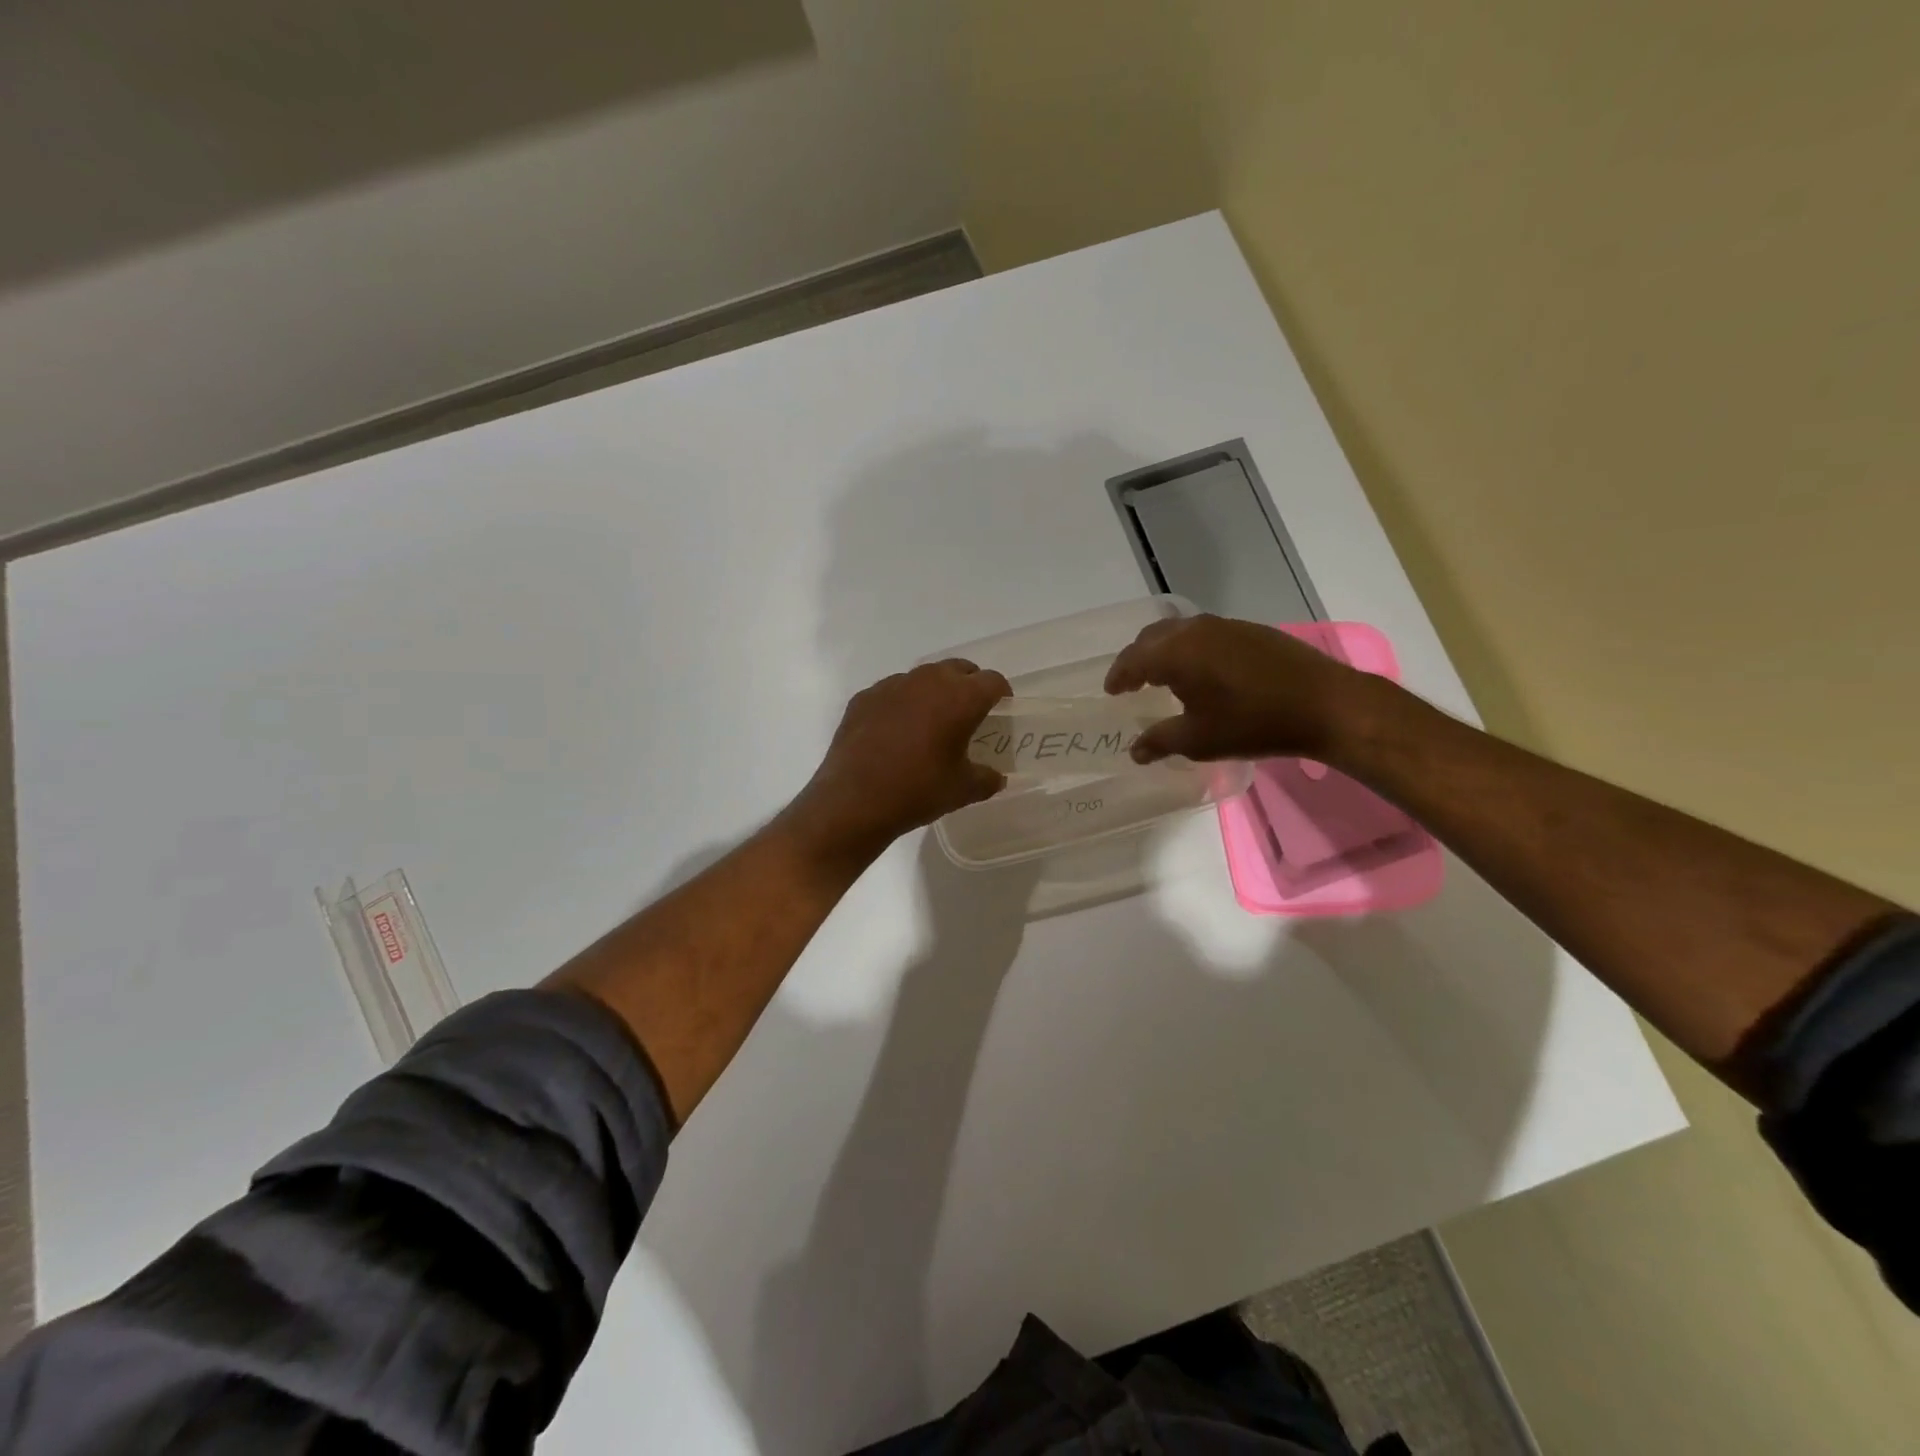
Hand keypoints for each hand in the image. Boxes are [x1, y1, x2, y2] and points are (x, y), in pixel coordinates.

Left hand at [787, 659, 1010, 862]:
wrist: (854, 801)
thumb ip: (987, 779)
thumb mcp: (963, 790)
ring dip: (934, 692)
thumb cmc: (918, 791)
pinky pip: (893, 692)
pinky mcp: (864, 698)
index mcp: (960, 698)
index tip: (1000, 711)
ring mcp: (892, 686)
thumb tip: (995, 777)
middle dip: (969, 686)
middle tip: (969, 714)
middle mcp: (927, 681)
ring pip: (923, 677)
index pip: (992, 681)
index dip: (1001, 694)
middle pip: (958, 669)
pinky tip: (895, 733)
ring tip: (931, 723)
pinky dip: (902, 704)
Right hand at [1104, 615, 1386, 764]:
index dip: (1119, 676)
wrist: (1323, 704)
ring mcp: (1225, 626)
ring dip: (1164, 650)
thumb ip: (1160, 741)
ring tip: (1163, 675)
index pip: (1133, 659)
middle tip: (1132, 681)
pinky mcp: (1250, 630)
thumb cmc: (1252, 723)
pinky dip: (1190, 649)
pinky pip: (1204, 634)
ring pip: (1180, 631)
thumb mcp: (1199, 740)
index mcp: (1176, 653)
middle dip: (1137, 658)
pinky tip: (1202, 671)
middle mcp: (1195, 630)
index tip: (1112, 691)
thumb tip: (1135, 751)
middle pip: (1153, 637)